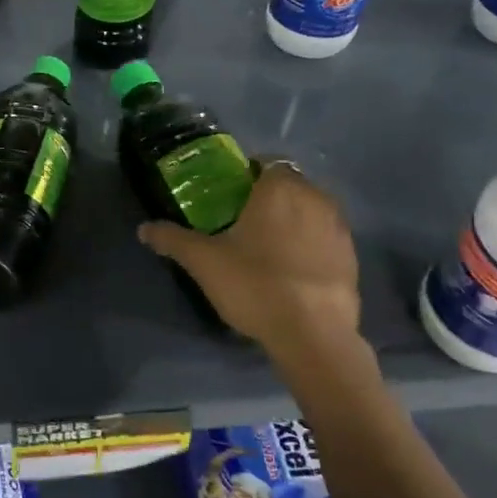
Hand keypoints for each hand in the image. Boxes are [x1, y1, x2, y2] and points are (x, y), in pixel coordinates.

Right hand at [138, 161, 365, 361]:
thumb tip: (143, 229)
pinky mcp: (352, 257)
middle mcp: (316, 197)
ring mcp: (339, 228)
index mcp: (279, 188)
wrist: (314, 335)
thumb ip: (173, 239)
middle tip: (243, 222)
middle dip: (270, 197)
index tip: (230, 196)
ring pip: (311, 210)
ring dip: (293, 220)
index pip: (266, 163)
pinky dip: (310, 245)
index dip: (248, 175)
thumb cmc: (255, 284)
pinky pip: (325, 238)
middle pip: (290, 185)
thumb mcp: (203, 261)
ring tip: (268, 247)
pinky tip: (292, 270)